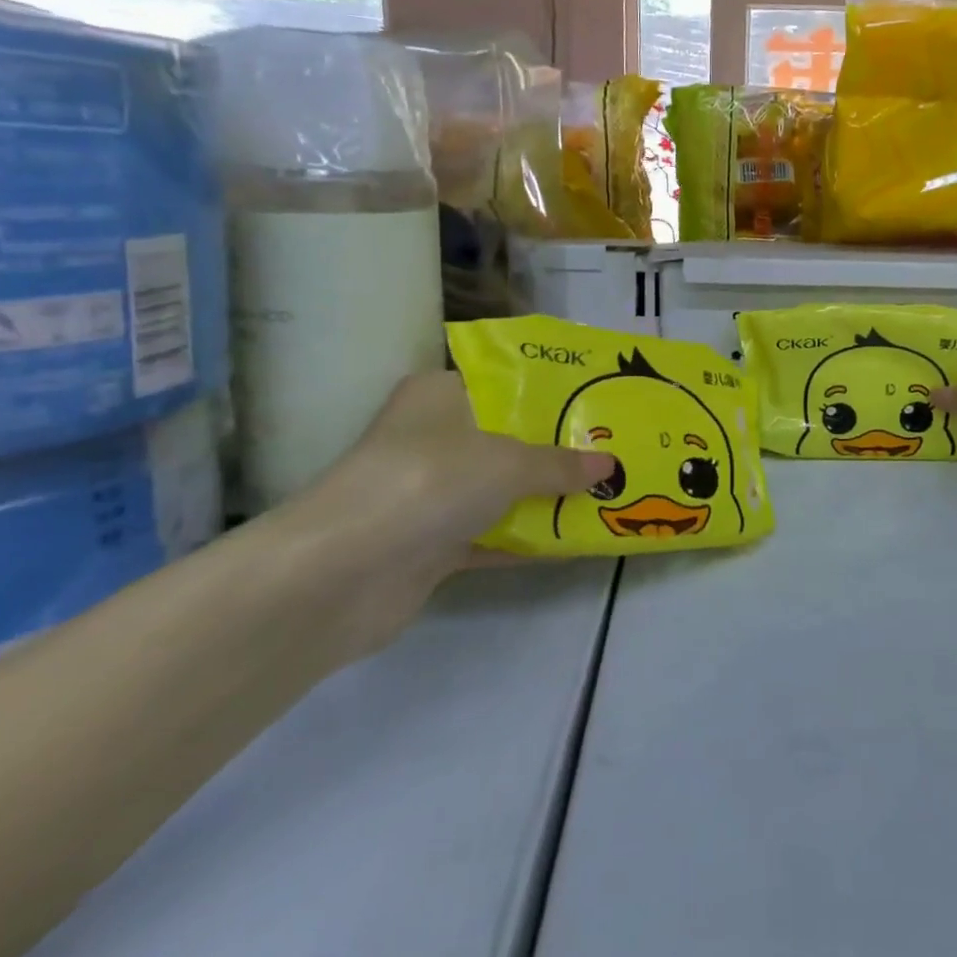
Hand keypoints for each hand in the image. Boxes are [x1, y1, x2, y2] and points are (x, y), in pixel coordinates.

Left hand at [282, 371, 616, 655]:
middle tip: (614, 450)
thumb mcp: (506, 462)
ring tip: (609, 494)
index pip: (503, 381)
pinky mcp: (431, 544)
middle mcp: (433, 438)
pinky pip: (493, 535)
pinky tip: (577, 542)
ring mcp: (430, 493)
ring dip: (548, 498)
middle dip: (559, 449)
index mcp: (439, 396)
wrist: (342, 575)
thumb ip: (559, 463)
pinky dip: (528, 539)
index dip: (552, 391)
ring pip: (502, 490)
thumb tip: (609, 466)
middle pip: (508, 438)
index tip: (598, 399)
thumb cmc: (427, 482)